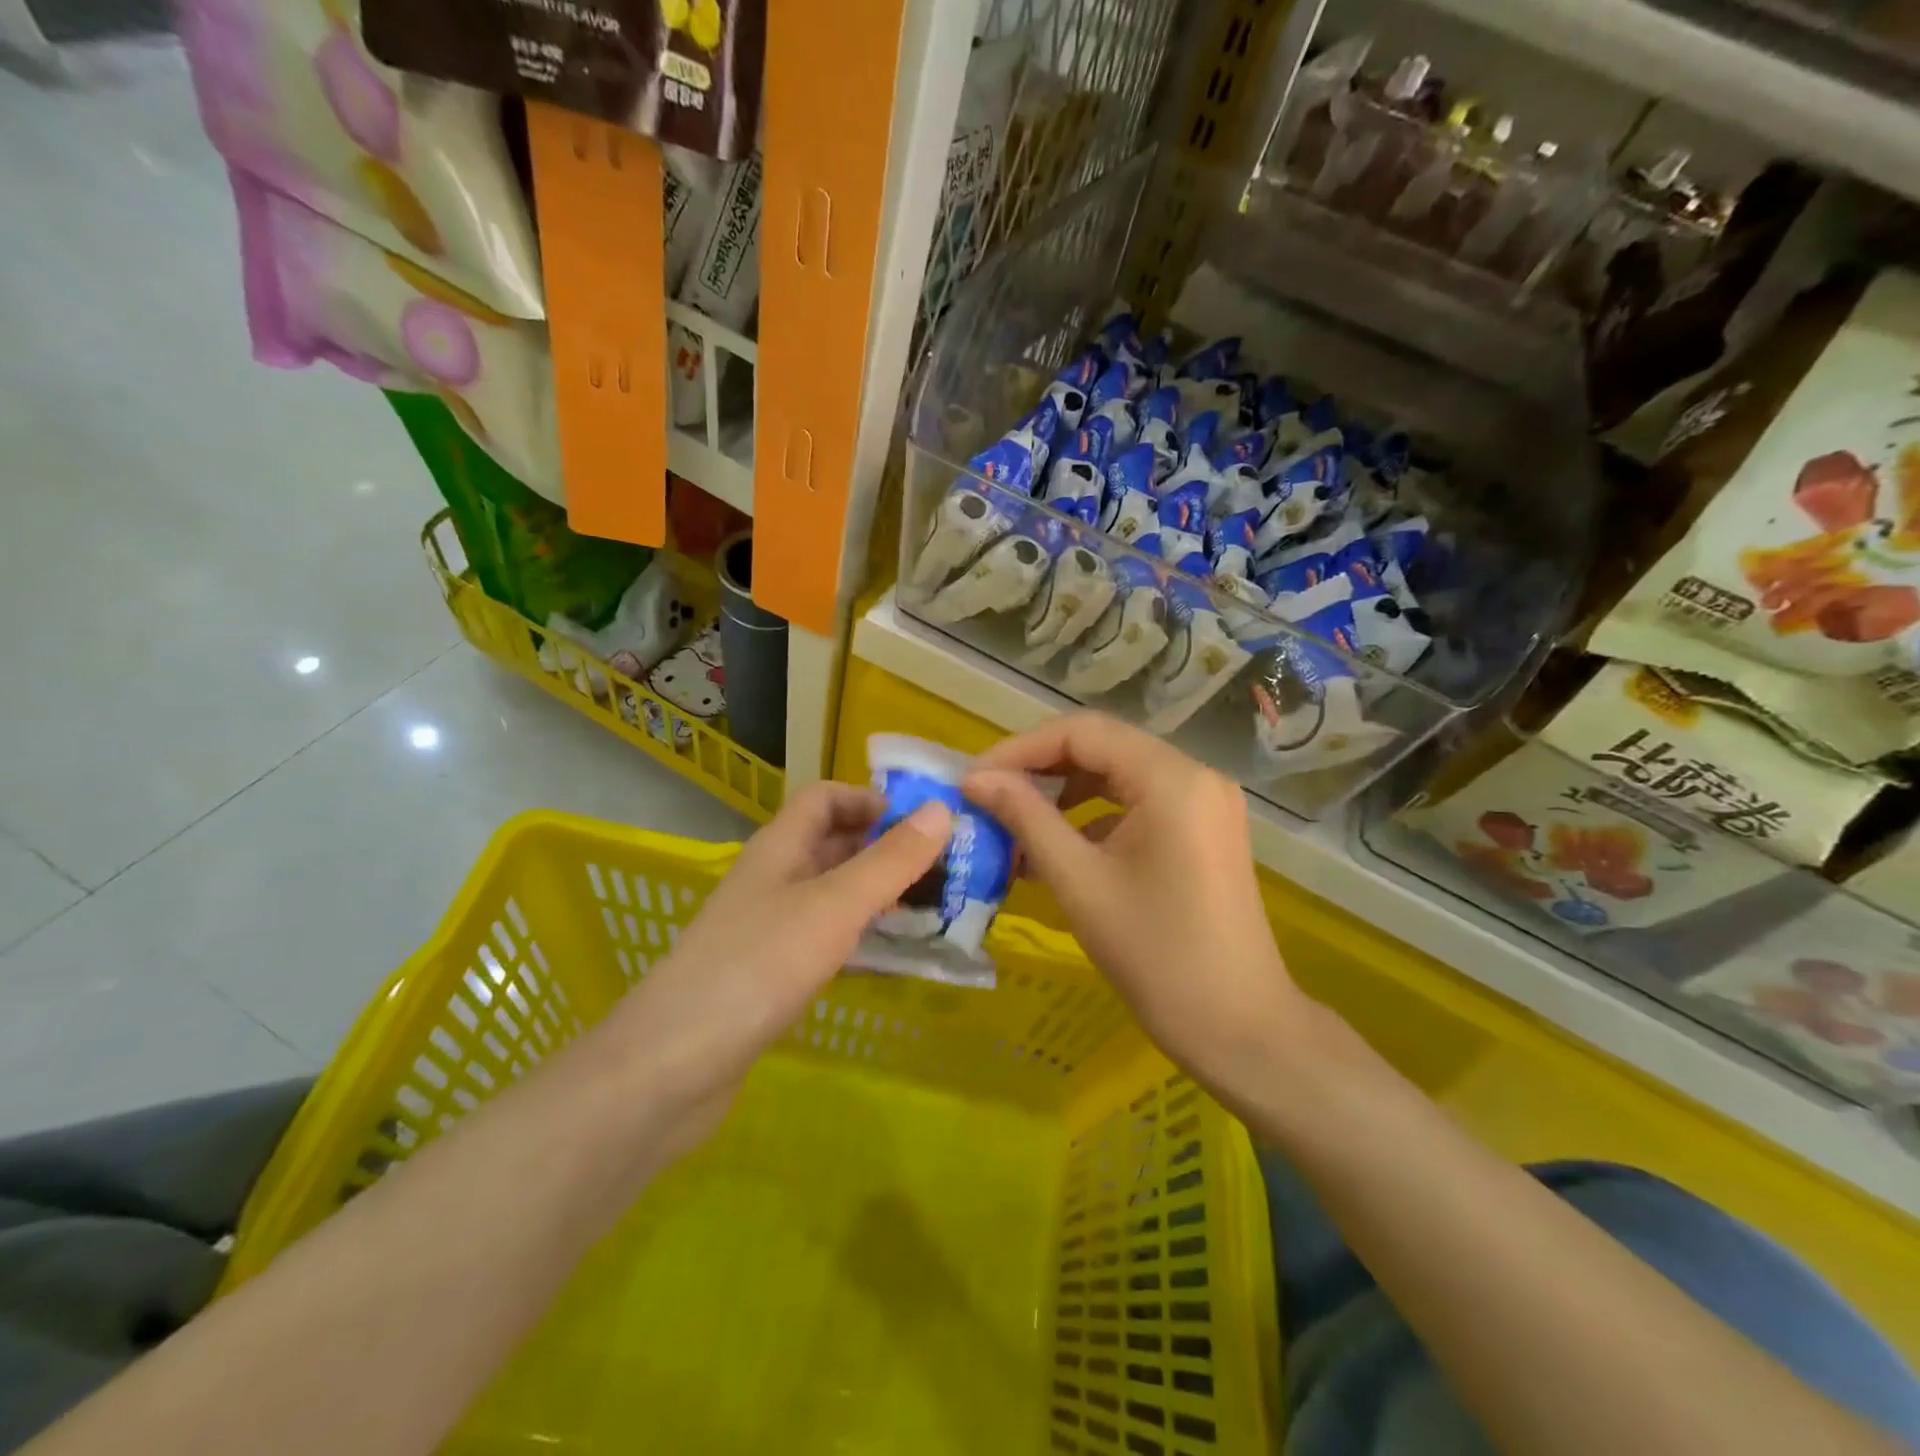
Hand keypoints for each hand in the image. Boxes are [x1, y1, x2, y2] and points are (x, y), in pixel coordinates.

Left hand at [605, 781, 950, 1145]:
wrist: (673, 1067)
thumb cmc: (758, 967)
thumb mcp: (834, 906)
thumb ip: (889, 861)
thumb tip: (943, 809)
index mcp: (780, 847)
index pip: (826, 798)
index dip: (871, 800)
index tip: (923, 823)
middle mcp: (774, 879)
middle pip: (834, 845)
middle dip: (887, 850)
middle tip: (945, 870)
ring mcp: (770, 929)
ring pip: (833, 895)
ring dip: (879, 896)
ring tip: (934, 912)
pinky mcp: (771, 974)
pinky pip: (826, 940)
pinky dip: (861, 939)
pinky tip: (894, 960)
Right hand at [964, 714, 1305, 1101]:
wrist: (1239, 1029)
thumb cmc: (1156, 956)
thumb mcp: (1079, 882)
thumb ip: (1025, 818)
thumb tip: (976, 780)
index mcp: (1171, 778)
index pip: (1082, 733)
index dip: (1020, 749)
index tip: (973, 780)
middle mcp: (1194, 775)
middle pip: (1102, 748)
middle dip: (1039, 770)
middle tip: (988, 798)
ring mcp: (1205, 803)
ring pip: (1118, 776)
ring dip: (1064, 794)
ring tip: (1015, 824)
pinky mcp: (1204, 831)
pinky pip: (1139, 804)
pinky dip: (1095, 818)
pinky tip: (1058, 850)